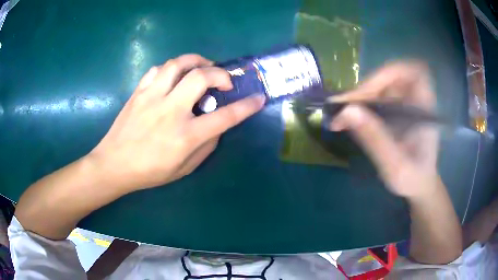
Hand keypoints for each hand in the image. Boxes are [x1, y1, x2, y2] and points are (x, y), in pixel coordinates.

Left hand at [89, 54, 264, 190]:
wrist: (114, 164)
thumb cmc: (149, 171)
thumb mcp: (184, 168)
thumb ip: (206, 146)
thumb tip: (217, 126)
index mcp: (185, 135)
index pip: (225, 116)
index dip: (246, 106)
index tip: (259, 98)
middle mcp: (170, 110)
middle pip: (201, 77)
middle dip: (221, 74)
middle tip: (224, 82)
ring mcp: (152, 97)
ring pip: (178, 64)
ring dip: (196, 61)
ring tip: (202, 68)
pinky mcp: (139, 92)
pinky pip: (157, 69)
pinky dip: (171, 69)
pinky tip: (174, 77)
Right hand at [328, 61, 438, 198]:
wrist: (418, 186)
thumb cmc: (413, 178)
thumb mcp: (395, 165)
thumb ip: (375, 139)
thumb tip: (346, 111)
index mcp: (424, 109)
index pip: (414, 73)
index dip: (391, 73)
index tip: (371, 89)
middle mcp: (416, 101)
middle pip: (391, 77)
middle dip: (367, 89)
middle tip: (345, 106)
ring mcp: (406, 104)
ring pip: (381, 87)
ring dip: (361, 98)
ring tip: (341, 116)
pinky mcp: (397, 110)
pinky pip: (378, 98)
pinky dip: (361, 106)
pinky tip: (349, 120)